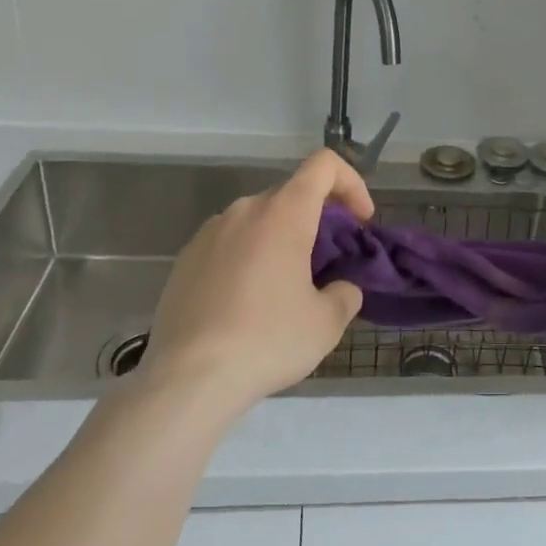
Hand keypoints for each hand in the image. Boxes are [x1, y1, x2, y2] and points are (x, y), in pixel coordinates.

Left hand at [136, 150, 370, 421]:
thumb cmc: (267, 340)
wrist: (187, 380)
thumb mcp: (326, 323)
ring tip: (286, 287)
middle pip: (292, 194)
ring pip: (258, 220)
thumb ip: (345, 294)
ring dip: (281, 239)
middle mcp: (245, 210)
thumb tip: (340, 288)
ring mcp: (209, 232)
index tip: (360, 221)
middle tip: (328, 262)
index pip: (324, 165)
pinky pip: (229, 243)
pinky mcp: (185, 259)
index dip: (351, 183)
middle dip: (318, 218)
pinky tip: (247, 304)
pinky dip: (248, 258)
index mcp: (284, 213)